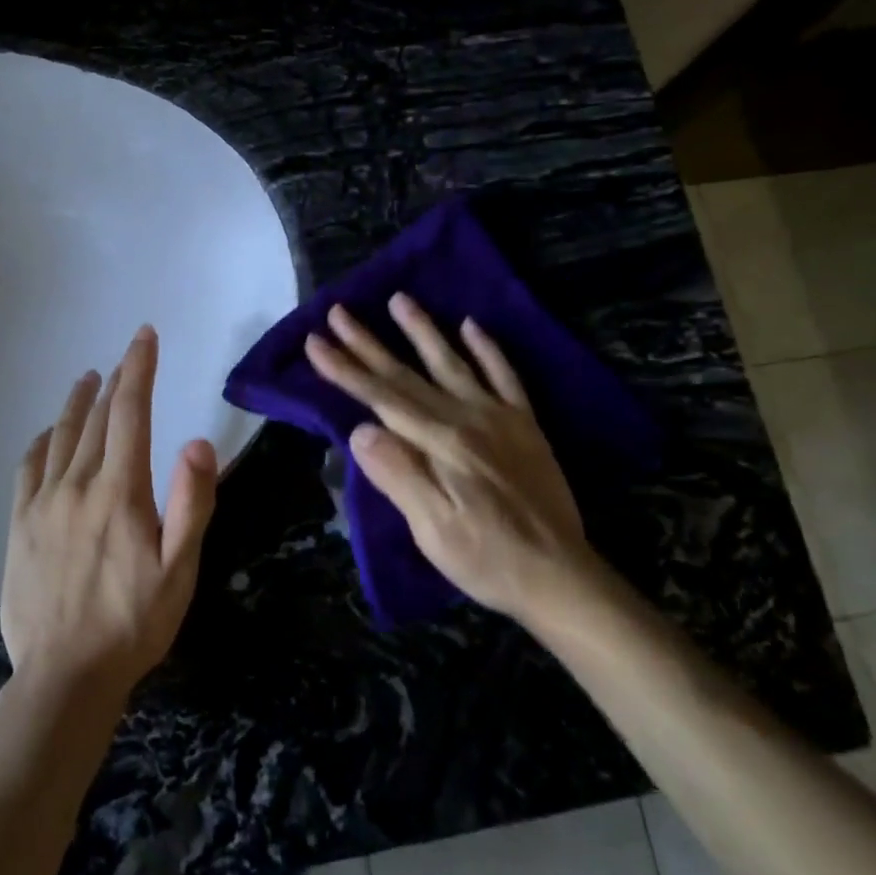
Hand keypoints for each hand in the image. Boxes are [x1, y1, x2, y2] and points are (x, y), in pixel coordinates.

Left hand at [2, 325, 218, 706]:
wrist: (65, 675)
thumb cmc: (134, 623)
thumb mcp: (180, 570)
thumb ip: (192, 504)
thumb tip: (196, 440)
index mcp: (120, 492)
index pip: (130, 413)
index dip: (139, 369)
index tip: (144, 337)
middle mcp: (77, 485)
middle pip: (97, 419)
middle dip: (116, 381)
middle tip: (127, 357)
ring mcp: (42, 503)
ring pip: (61, 436)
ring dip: (77, 402)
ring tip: (87, 379)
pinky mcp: (19, 524)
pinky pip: (28, 467)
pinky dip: (42, 440)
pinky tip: (49, 434)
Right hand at [304, 293, 612, 630]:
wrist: (560, 575)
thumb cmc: (486, 558)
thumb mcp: (432, 529)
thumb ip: (398, 475)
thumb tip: (359, 430)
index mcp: (440, 443)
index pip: (380, 398)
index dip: (345, 369)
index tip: (315, 341)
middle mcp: (467, 418)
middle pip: (408, 374)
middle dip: (368, 343)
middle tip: (339, 311)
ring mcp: (499, 417)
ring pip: (453, 362)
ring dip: (423, 330)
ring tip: (400, 298)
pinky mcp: (524, 425)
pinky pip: (505, 376)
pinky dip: (487, 349)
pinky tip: (471, 325)